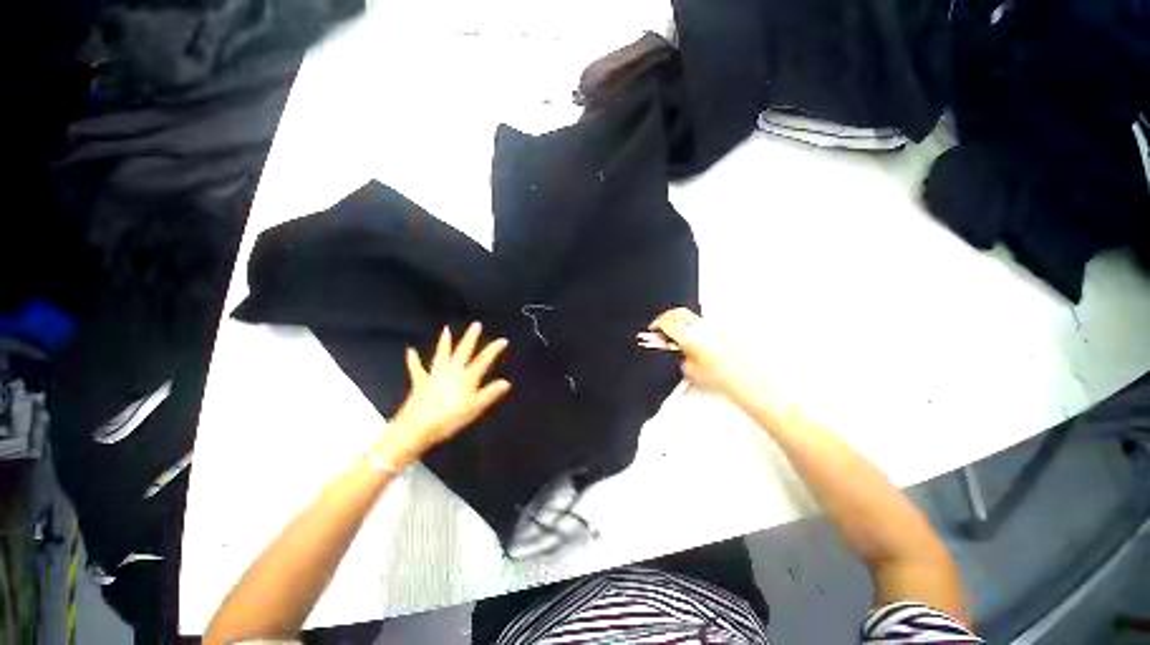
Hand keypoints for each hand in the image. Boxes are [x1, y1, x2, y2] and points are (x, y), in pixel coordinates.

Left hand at [378, 323, 510, 465]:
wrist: (416, 428)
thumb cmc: (449, 419)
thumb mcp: (474, 409)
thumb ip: (490, 394)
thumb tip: (506, 382)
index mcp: (466, 378)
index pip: (483, 361)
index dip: (494, 350)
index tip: (503, 339)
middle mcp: (451, 372)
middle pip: (463, 352)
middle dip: (470, 338)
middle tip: (476, 324)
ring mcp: (434, 375)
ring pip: (442, 355)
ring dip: (444, 342)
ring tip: (446, 329)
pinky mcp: (420, 382)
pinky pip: (416, 369)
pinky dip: (413, 359)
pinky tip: (410, 350)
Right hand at [647, 308, 755, 397]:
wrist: (740, 377)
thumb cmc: (718, 376)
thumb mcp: (689, 370)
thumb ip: (679, 357)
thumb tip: (677, 352)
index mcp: (688, 337)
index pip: (667, 323)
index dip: (656, 324)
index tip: (653, 329)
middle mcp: (699, 328)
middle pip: (677, 313)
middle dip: (666, 317)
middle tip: (660, 325)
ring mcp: (709, 327)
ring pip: (688, 314)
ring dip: (677, 319)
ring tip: (673, 330)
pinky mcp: (717, 331)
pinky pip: (699, 321)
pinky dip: (689, 324)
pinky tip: (689, 334)